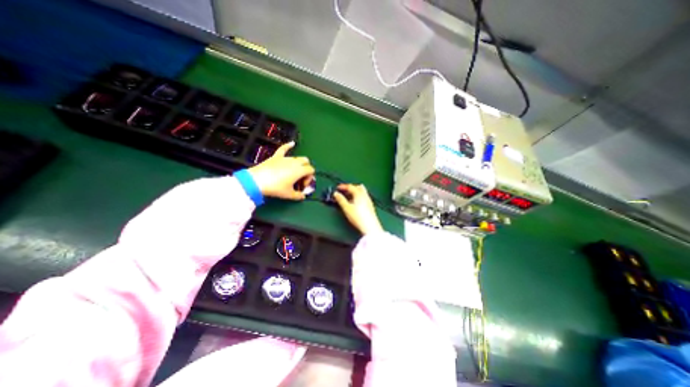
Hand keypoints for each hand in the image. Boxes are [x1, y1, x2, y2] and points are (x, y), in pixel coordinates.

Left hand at [246, 142, 313, 201]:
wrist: (257, 181)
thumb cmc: (276, 188)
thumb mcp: (289, 195)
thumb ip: (299, 196)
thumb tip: (303, 196)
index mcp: (300, 170)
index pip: (311, 170)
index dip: (309, 178)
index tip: (301, 186)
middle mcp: (295, 162)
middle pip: (306, 162)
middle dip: (306, 169)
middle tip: (299, 179)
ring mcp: (285, 158)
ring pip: (297, 158)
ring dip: (298, 164)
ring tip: (293, 173)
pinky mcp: (276, 156)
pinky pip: (283, 149)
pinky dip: (288, 146)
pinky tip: (292, 143)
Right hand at [333, 183, 382, 235]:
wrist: (369, 226)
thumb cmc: (358, 217)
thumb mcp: (346, 208)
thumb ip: (341, 200)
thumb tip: (336, 194)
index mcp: (359, 194)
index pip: (350, 186)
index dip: (343, 186)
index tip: (338, 188)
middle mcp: (365, 195)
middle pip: (358, 187)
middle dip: (350, 188)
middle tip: (344, 191)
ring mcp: (368, 200)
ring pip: (362, 192)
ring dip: (355, 192)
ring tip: (349, 197)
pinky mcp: (370, 206)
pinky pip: (364, 197)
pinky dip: (358, 197)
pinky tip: (355, 203)